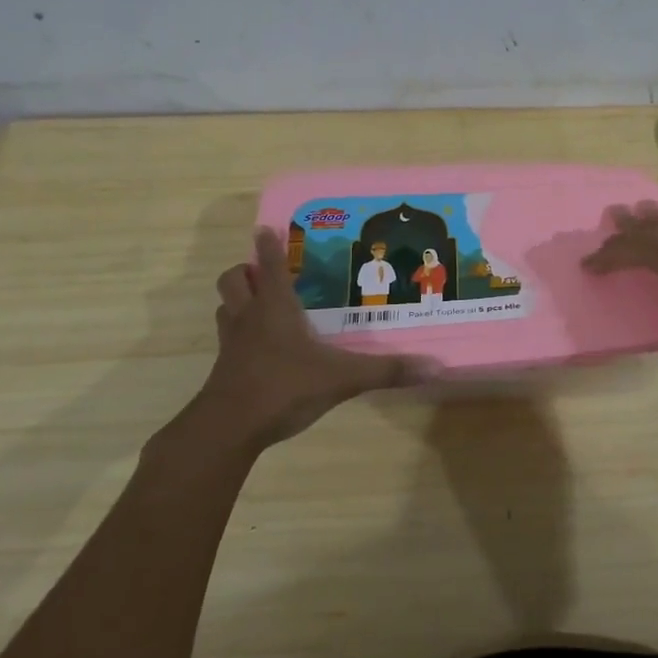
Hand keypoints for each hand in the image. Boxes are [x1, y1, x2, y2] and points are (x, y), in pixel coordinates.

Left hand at [196, 227, 427, 448]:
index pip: (271, 265)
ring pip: (224, 307)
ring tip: (260, 305)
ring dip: (237, 300)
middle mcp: (249, 317)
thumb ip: (386, 371)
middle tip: (266, 273)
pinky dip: (238, 334)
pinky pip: (227, 339)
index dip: (270, 245)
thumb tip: (433, 367)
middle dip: (246, 270)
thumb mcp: (342, 378)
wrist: (229, 428)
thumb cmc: (284, 387)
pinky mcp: (224, 369)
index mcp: (275, 308)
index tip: (266, 229)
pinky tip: (259, 349)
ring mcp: (231, 344)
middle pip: (234, 279)